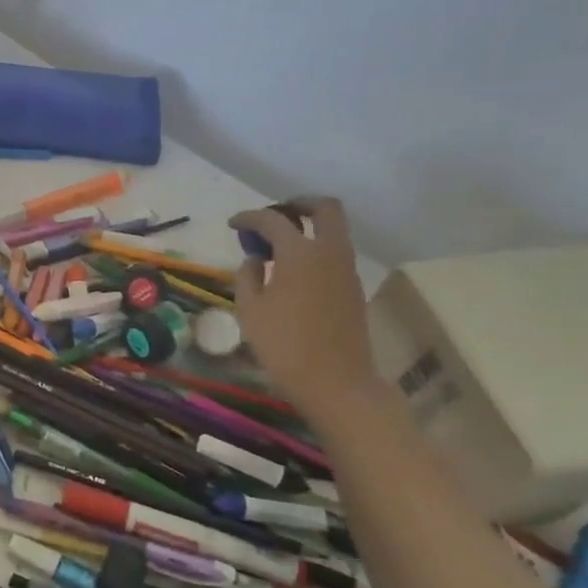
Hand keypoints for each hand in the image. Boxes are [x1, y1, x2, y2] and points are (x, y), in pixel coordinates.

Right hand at [229, 198, 380, 420]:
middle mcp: (329, 252)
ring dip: (309, 228)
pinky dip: (316, 251)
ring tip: (279, 247)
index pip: (272, 220)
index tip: (233, 224)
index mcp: (299, 252)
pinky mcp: (354, 289)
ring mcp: (347, 270)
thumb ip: (247, 276)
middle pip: (324, 208)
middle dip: (298, 204)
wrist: (336, 382)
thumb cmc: (284, 345)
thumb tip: (255, 260)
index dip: (249, 217)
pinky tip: (294, 273)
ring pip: (334, 231)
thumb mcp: (250, 310)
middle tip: (275, 216)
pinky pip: (336, 254)